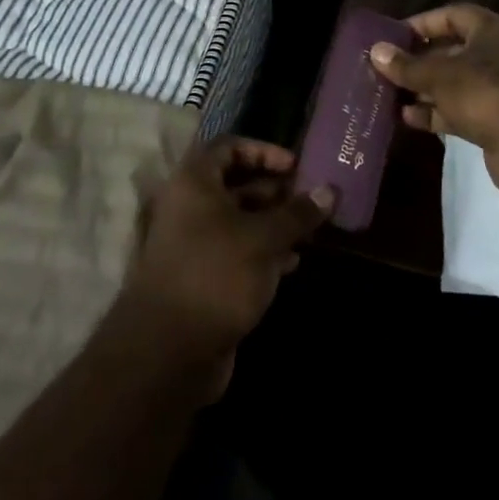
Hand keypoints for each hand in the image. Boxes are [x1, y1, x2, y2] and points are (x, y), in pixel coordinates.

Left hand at [114, 137, 333, 395]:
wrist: (169, 352)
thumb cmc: (216, 274)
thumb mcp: (264, 239)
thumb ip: (297, 213)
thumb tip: (330, 190)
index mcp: (194, 182)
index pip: (229, 147)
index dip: (263, 151)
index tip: (295, 166)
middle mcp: (189, 206)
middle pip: (236, 184)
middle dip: (275, 190)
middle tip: (311, 199)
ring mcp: (193, 244)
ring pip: (239, 220)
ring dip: (274, 222)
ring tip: (310, 230)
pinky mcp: (201, 278)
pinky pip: (236, 251)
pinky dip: (263, 251)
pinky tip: (292, 262)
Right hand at [369, 3, 498, 195]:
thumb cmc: (485, 91)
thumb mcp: (439, 74)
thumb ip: (407, 65)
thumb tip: (376, 51)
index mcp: (488, 30)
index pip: (451, 15)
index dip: (422, 23)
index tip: (393, 35)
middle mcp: (495, 54)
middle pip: (450, 51)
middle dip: (418, 60)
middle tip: (386, 67)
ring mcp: (496, 89)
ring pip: (453, 83)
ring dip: (424, 89)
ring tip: (388, 94)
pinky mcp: (493, 120)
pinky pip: (458, 110)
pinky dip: (435, 113)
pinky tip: (407, 118)